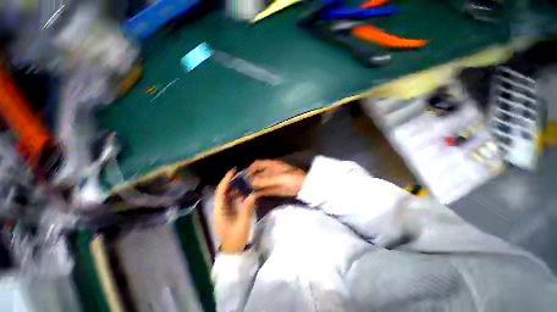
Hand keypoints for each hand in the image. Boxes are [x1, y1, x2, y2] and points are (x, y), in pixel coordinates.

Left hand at [214, 169, 257, 252]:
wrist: (233, 250)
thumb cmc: (235, 239)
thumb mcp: (242, 224)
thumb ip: (247, 208)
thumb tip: (252, 194)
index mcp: (220, 210)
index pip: (221, 191)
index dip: (226, 180)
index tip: (233, 171)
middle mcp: (219, 208)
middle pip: (222, 190)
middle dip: (230, 181)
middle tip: (240, 173)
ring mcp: (223, 210)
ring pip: (226, 194)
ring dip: (233, 186)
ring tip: (243, 179)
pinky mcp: (227, 212)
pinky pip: (231, 199)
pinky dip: (236, 193)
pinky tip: (244, 191)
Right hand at [247, 160, 306, 196]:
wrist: (305, 187)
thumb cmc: (293, 178)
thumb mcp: (280, 178)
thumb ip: (265, 180)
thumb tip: (250, 182)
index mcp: (271, 165)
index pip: (257, 164)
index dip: (249, 169)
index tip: (242, 176)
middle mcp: (269, 172)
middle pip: (255, 175)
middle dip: (247, 180)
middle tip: (238, 188)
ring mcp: (271, 181)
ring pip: (258, 183)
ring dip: (250, 188)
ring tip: (241, 194)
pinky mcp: (273, 190)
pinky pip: (263, 191)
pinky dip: (256, 193)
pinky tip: (250, 197)